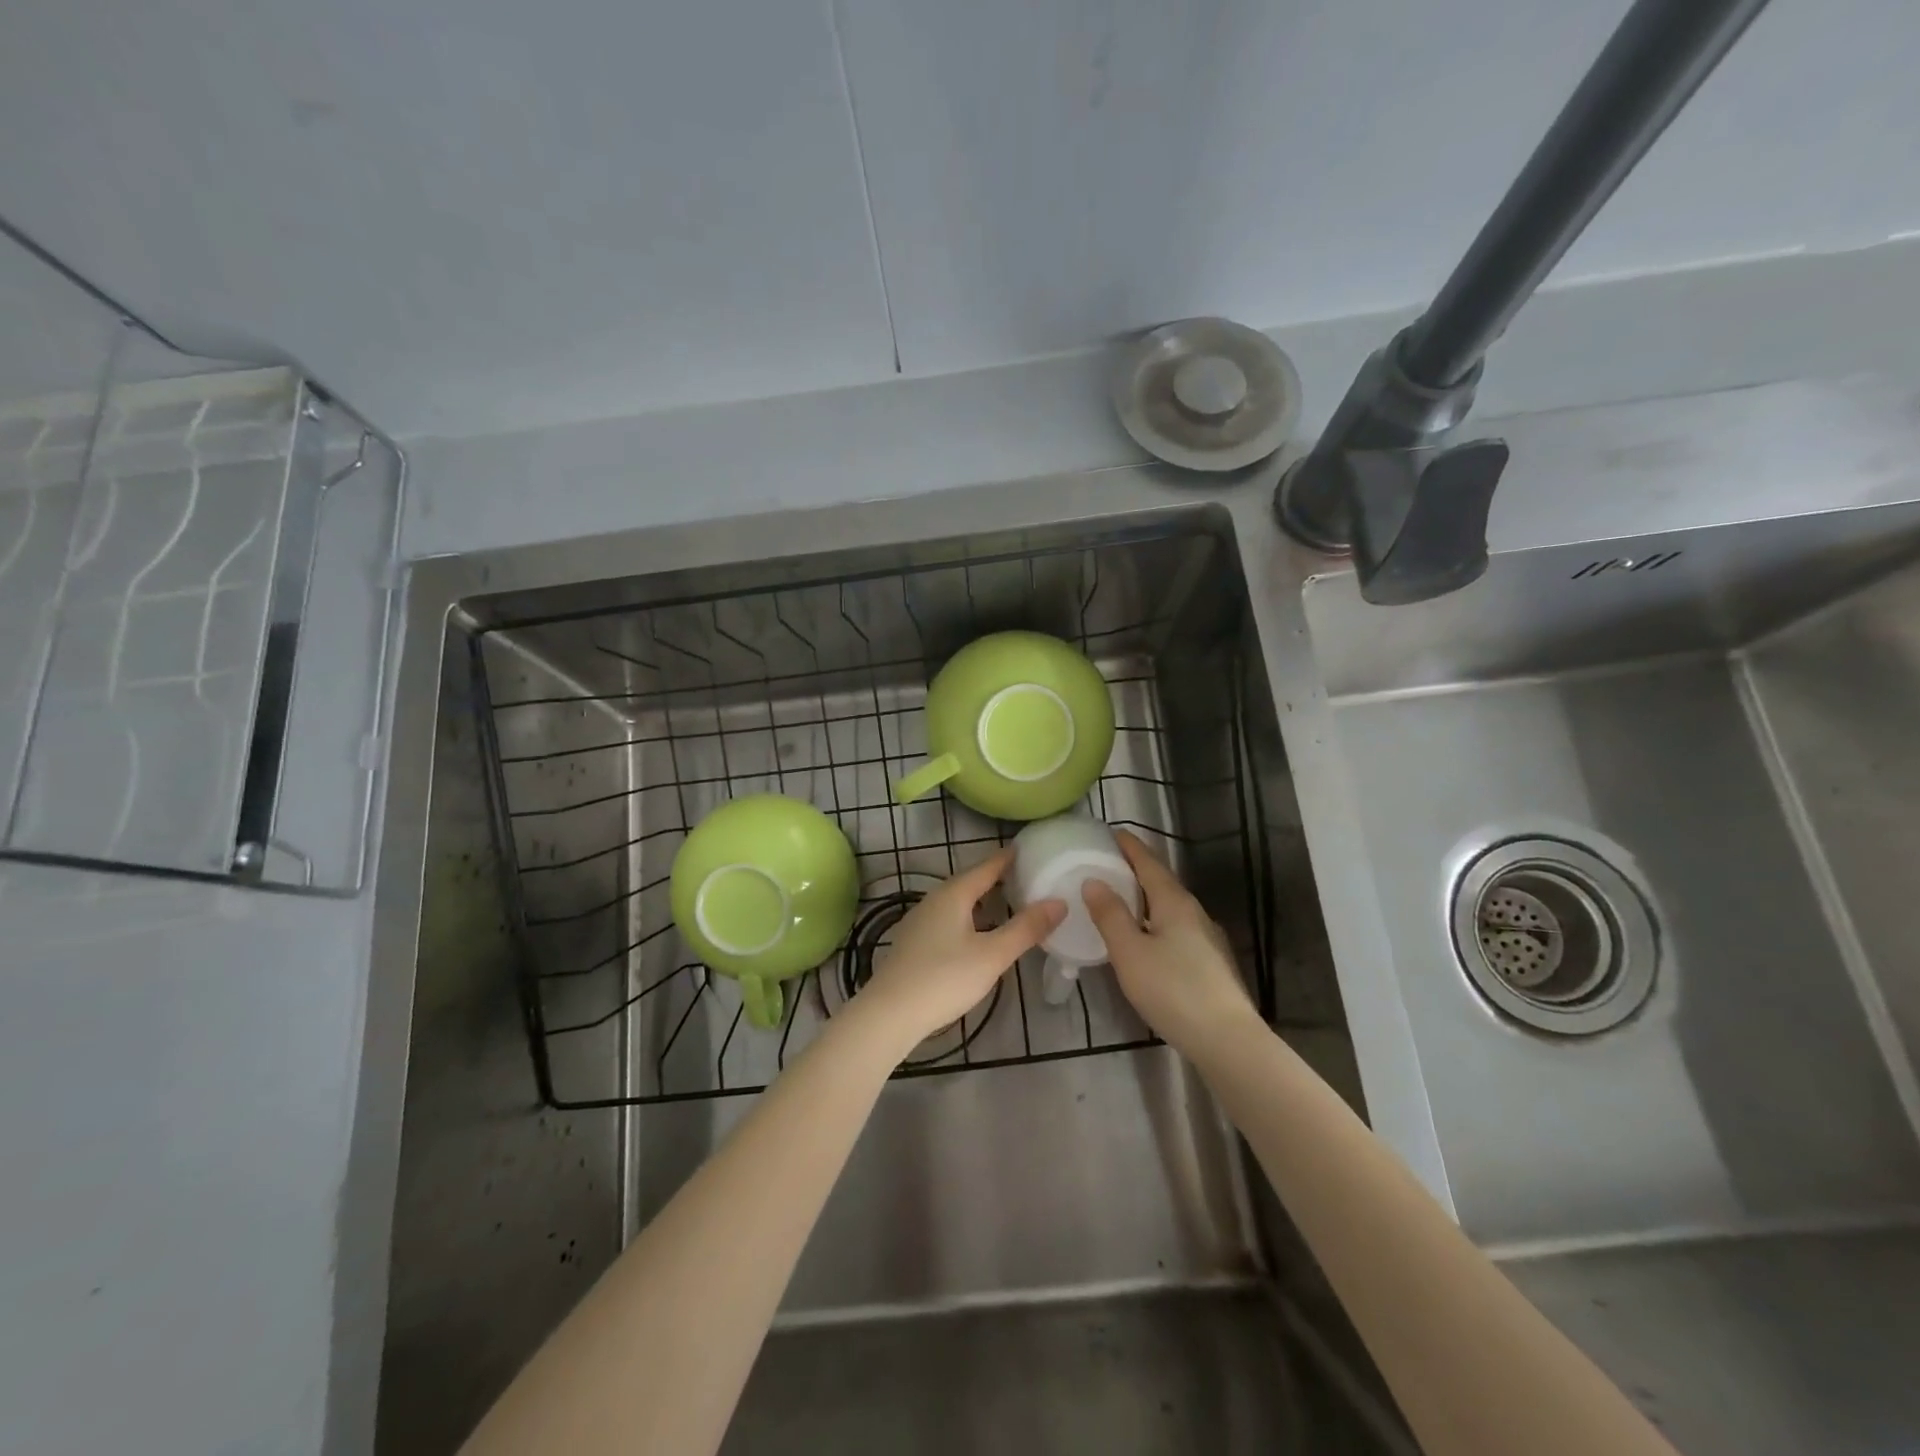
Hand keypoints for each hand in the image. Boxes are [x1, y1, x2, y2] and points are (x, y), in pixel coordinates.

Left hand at [860, 848, 1064, 1054]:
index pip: (986, 867)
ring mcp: (920, 921)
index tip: (1029, 850)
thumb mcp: (992, 955)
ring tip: (1007, 903)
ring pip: (958, 902)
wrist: (889, 1013)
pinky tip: (977, 934)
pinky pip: (948, 919)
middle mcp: (934, 900)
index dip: (1008, 858)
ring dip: (982, 900)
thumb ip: (1026, 928)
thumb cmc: (944, 978)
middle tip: (1026, 877)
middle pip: (970, 882)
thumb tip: (1059, 902)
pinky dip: (969, 917)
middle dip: (996, 878)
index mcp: (953, 894)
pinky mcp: (914, 943)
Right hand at [1083, 830, 1255, 1054]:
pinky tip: (1145, 940)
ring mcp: (1207, 938)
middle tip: (1106, 865)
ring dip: (1145, 898)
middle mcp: (1194, 912)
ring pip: (1169, 907)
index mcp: (1174, 902)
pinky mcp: (1211, 963)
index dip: (1129, 846)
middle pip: (1161, 882)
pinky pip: (1176, 929)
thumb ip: (1110, 915)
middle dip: (1135, 870)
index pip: (1148, 862)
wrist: (1228, 1040)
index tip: (1110, 832)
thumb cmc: (1173, 990)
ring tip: (1120, 901)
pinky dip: (1155, 922)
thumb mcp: (1130, 952)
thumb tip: (1094, 881)